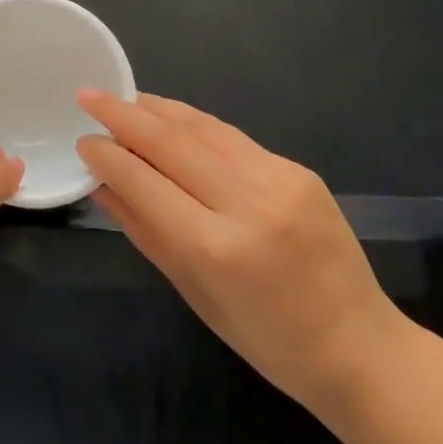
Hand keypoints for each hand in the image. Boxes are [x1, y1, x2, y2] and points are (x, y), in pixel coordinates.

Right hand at [77, 90, 405, 414]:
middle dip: (123, 115)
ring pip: (202, 129)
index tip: (82, 140)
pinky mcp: (298, 170)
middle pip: (170, 143)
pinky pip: (231, 138)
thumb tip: (101, 183)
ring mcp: (278, 181)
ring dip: (157, 109)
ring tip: (124, 97)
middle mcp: (247, 203)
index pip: (143, 182)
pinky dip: (194, 124)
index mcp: (214, 247)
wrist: (360, 348)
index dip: (107, 156)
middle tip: (88, 95)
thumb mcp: (192, 292)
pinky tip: (171, 118)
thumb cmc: (266, 339)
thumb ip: (143, 230)